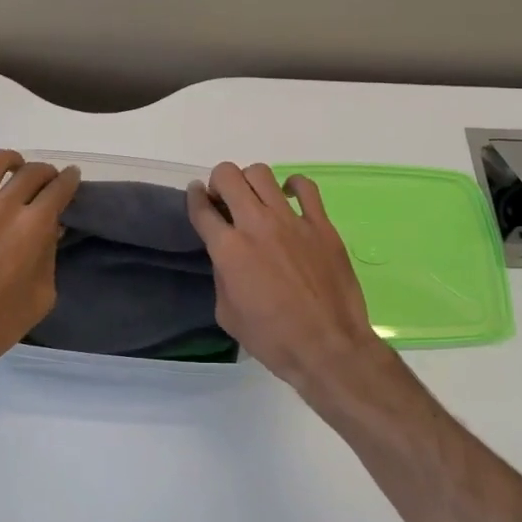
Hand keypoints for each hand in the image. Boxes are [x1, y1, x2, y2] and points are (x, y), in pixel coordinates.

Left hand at [0, 150, 80, 388]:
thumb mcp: (42, 295)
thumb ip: (49, 256)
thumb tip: (50, 230)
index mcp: (33, 227)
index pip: (59, 188)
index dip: (70, 180)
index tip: (72, 178)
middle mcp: (2, 207)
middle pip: (31, 171)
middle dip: (45, 172)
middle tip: (46, 182)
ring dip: (10, 162)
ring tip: (11, 171)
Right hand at [186, 163, 395, 402]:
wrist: (327, 347)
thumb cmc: (273, 339)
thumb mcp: (228, 315)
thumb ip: (222, 277)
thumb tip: (228, 258)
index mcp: (228, 249)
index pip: (202, 208)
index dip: (194, 197)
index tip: (196, 194)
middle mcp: (256, 224)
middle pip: (228, 176)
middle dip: (219, 182)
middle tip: (224, 199)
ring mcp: (291, 220)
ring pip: (262, 174)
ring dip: (250, 181)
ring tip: (255, 198)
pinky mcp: (321, 224)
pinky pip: (306, 187)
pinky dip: (293, 186)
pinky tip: (290, 197)